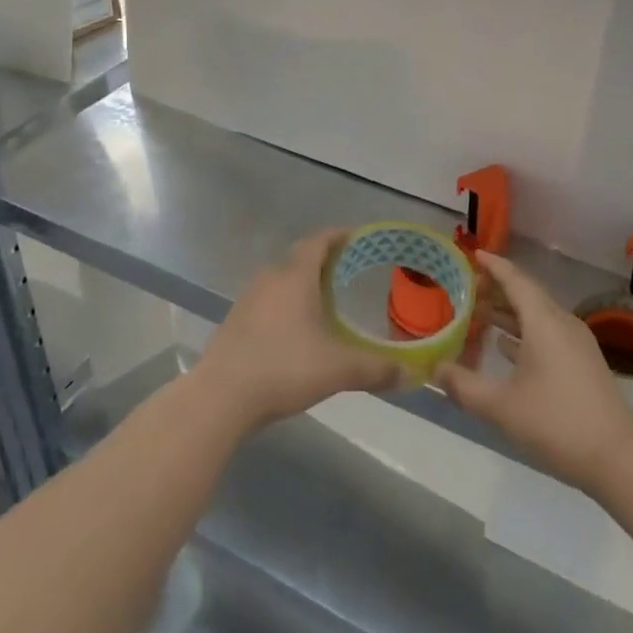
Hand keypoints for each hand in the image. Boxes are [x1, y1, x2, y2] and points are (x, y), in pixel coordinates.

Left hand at [193, 229, 404, 432]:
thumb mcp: (338, 369)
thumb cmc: (284, 369)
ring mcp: (248, 300)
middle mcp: (270, 279)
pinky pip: (268, 302)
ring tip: (325, 301)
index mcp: (295, 277)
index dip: (337, 236)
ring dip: (302, 285)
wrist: (221, 397)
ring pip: (281, 281)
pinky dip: (286, 306)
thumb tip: (412, 375)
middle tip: (349, 271)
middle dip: (323, 261)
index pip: (318, 242)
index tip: (356, 238)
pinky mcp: (235, 322)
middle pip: (299, 259)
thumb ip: (376, 369)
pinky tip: (296, 330)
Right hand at [437, 250, 632, 490]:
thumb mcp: (500, 407)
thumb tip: (434, 369)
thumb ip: (463, 386)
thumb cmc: (555, 422)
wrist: (618, 458)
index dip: (494, 266)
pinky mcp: (582, 365)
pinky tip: (504, 347)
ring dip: (509, 313)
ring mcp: (576, 345)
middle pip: (527, 296)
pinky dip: (523, 334)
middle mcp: (562, 324)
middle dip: (497, 289)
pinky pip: (547, 335)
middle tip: (466, 287)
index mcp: (544, 322)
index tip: (474, 254)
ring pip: (537, 317)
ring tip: (478, 313)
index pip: (516, 280)